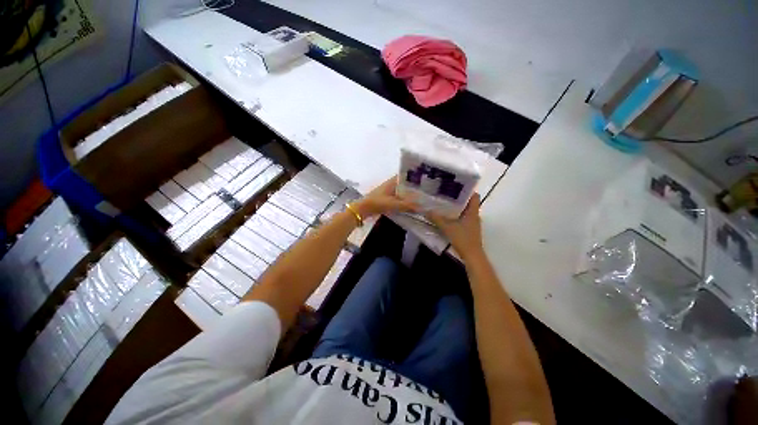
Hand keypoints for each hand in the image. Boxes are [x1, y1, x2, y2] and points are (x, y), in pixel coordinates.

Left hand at [352, 177, 418, 217]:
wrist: (363, 209)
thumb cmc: (378, 203)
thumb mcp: (394, 204)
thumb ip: (408, 206)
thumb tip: (422, 208)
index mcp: (392, 182)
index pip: (405, 176)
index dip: (414, 177)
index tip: (424, 180)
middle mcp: (390, 184)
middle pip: (404, 184)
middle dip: (413, 187)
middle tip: (425, 191)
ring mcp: (387, 191)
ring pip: (400, 191)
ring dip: (408, 194)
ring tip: (420, 198)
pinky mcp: (385, 198)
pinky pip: (397, 197)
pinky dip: (403, 200)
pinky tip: (409, 205)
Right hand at [427, 194, 483, 258]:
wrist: (472, 255)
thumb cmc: (462, 238)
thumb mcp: (447, 227)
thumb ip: (437, 219)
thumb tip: (426, 211)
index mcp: (472, 212)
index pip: (474, 196)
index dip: (467, 189)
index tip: (456, 186)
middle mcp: (474, 216)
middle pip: (468, 203)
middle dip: (458, 198)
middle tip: (446, 194)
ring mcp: (473, 223)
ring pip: (465, 211)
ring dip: (457, 208)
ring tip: (444, 203)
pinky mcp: (470, 230)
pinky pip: (463, 219)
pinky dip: (456, 216)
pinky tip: (447, 217)